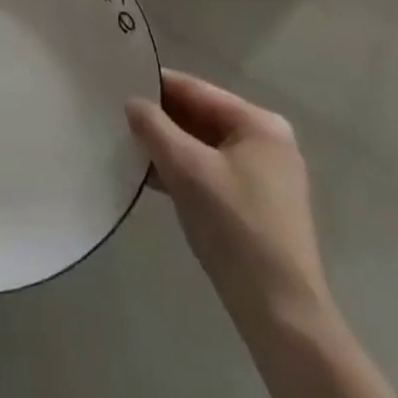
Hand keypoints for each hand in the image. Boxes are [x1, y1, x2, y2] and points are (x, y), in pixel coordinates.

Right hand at [127, 69, 329, 335]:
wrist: (281, 315)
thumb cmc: (235, 228)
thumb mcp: (187, 169)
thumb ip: (155, 128)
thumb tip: (132, 102)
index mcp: (259, 123)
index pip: (196, 90)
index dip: (155, 85)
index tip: (117, 82)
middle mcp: (266, 142)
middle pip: (200, 117)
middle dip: (160, 119)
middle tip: (116, 115)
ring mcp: (264, 176)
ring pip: (203, 146)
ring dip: (167, 148)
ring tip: (125, 145)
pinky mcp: (256, 206)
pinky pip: (210, 172)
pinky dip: (182, 172)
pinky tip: (149, 178)